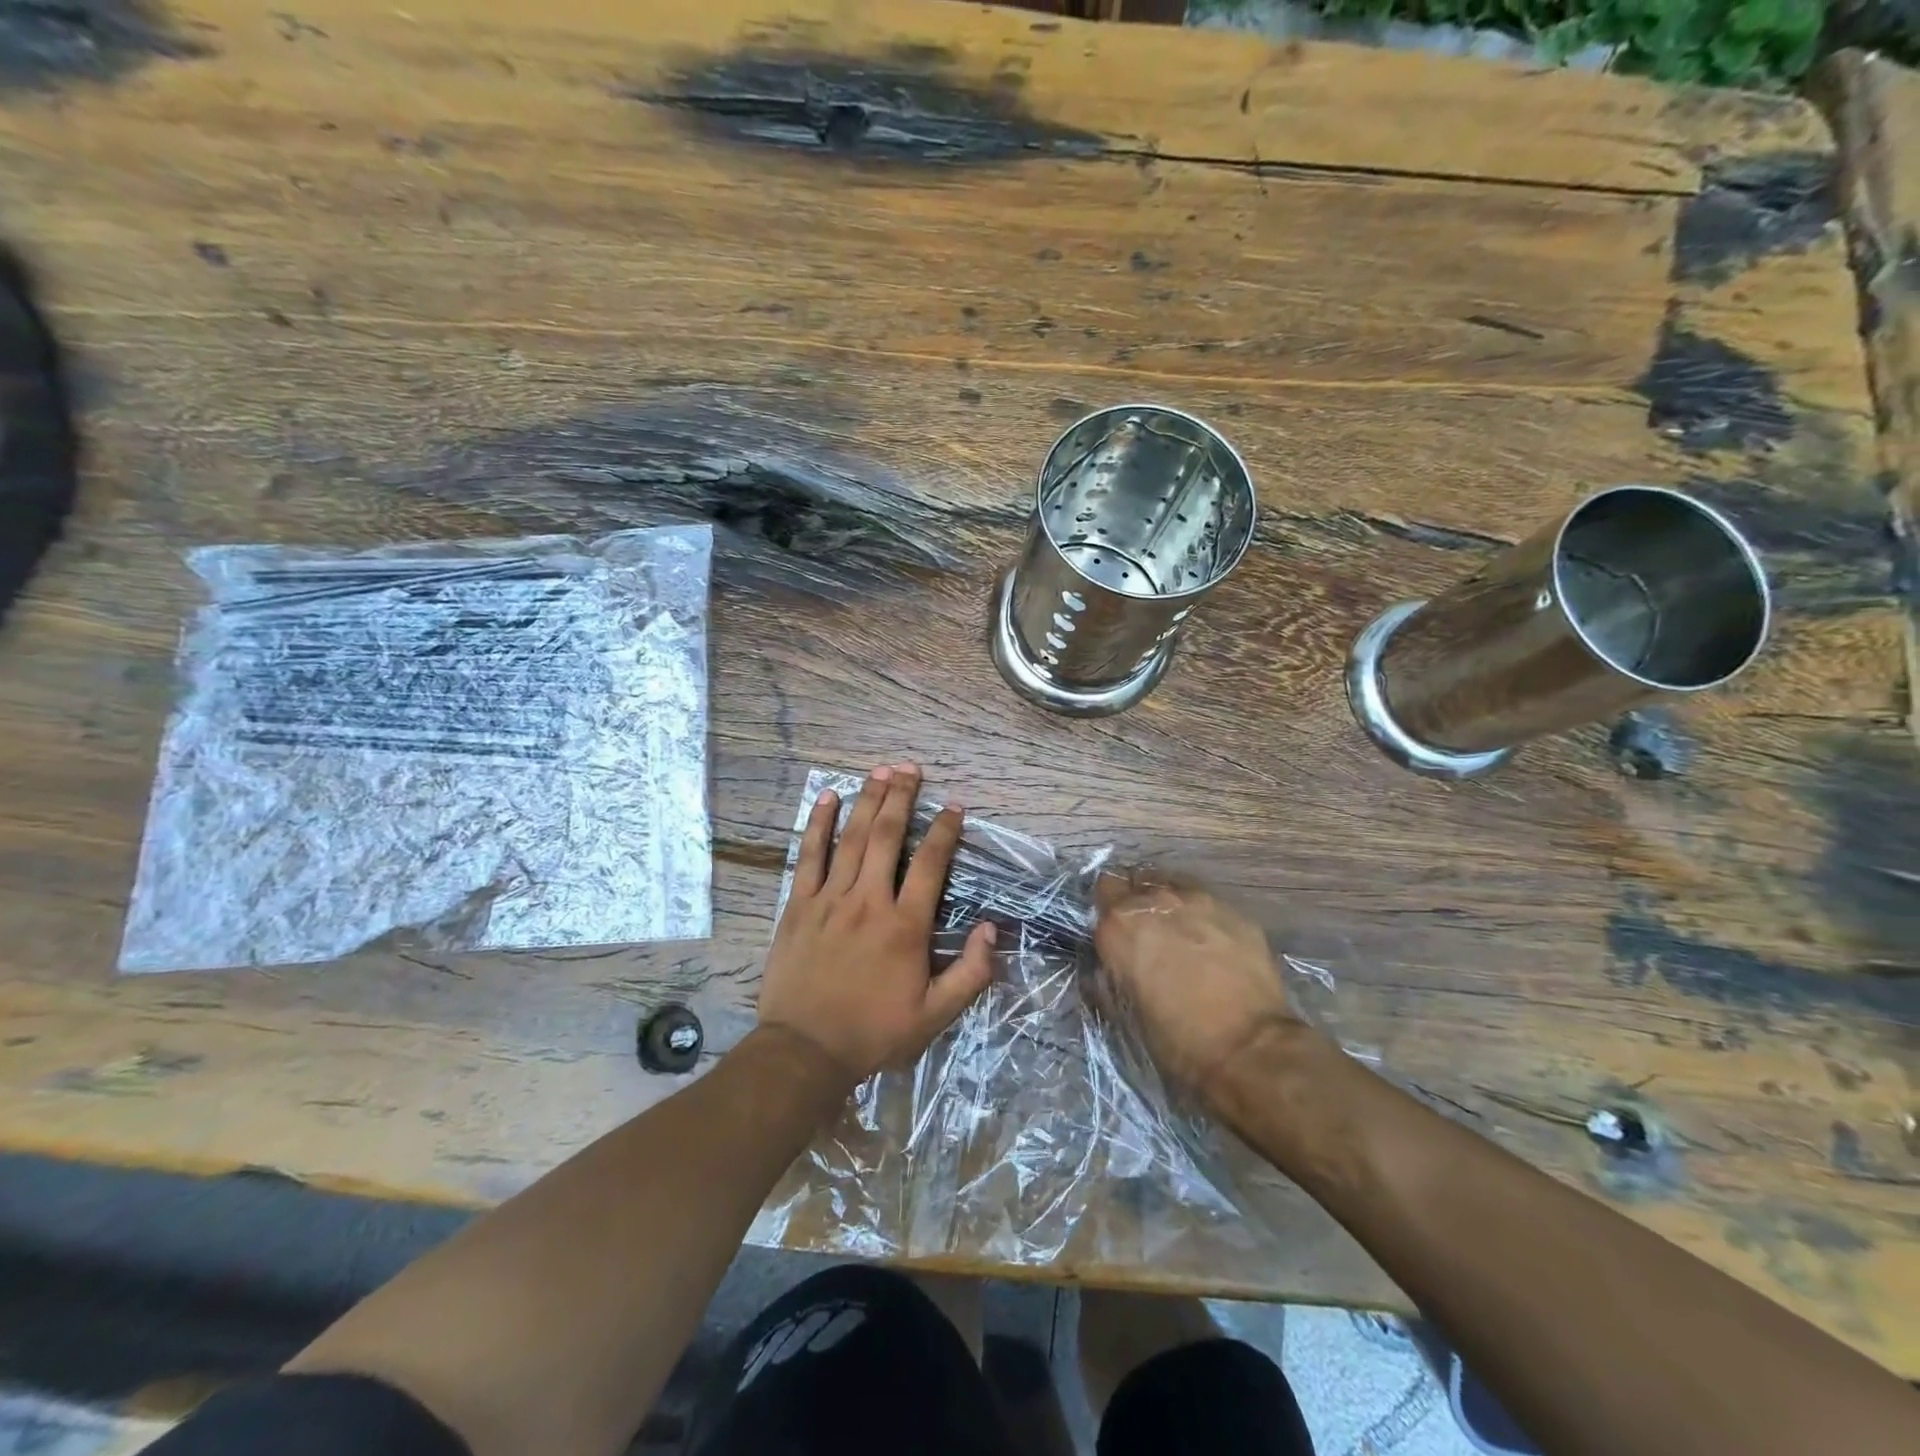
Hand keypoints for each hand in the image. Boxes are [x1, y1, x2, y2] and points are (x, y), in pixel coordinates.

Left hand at [758, 764, 996, 1086]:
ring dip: (867, 800)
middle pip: (887, 837)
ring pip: (851, 839)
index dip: (944, 831)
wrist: (804, 1051)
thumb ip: (970, 974)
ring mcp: (830, 900)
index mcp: (904, 926)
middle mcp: (868, 901)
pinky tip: (828, 798)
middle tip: (910, 769)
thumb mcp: (934, 1016)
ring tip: (880, 771)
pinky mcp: (799, 906)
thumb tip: (991, 929)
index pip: (930, 864)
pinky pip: (809, 856)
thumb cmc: (873, 1032)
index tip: (953, 806)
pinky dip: (819, 825)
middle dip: (901, 798)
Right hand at [1093, 873, 1302, 1109]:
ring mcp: (1200, 901)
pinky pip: (1210, 904)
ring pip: (1175, 885)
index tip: (1117, 930)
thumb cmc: (1176, 1040)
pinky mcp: (1236, 912)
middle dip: (1139, 902)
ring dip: (1172, 905)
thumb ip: (1111, 976)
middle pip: (1138, 881)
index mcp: (1120, 925)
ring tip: (1183, 935)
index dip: (1110, 910)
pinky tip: (1216, 946)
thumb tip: (1108, 970)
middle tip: (1149, 934)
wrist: (1248, 1049)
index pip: (1104, 891)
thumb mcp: (1126, 1011)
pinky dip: (1206, 919)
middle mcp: (1155, 901)